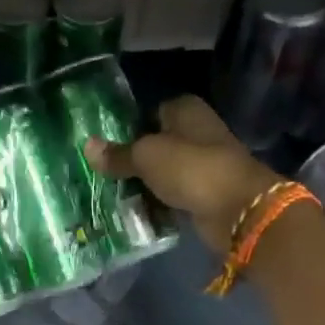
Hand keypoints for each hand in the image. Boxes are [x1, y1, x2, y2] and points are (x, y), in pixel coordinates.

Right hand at [87, 96, 279, 250]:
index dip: (127, 127)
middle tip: (100, 174)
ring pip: (162, 173)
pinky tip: (132, 213)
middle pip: (155, 144)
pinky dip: (157, 204)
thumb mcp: (146, 157)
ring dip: (143, 185)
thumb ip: (117, 154)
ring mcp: (202, 165)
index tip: (103, 146)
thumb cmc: (191, 168)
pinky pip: (172, 196)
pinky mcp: (204, 194)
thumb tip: (87, 146)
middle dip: (131, 160)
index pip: (149, 112)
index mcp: (186, 111)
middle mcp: (196, 133)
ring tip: (109, 196)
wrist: (238, 209)